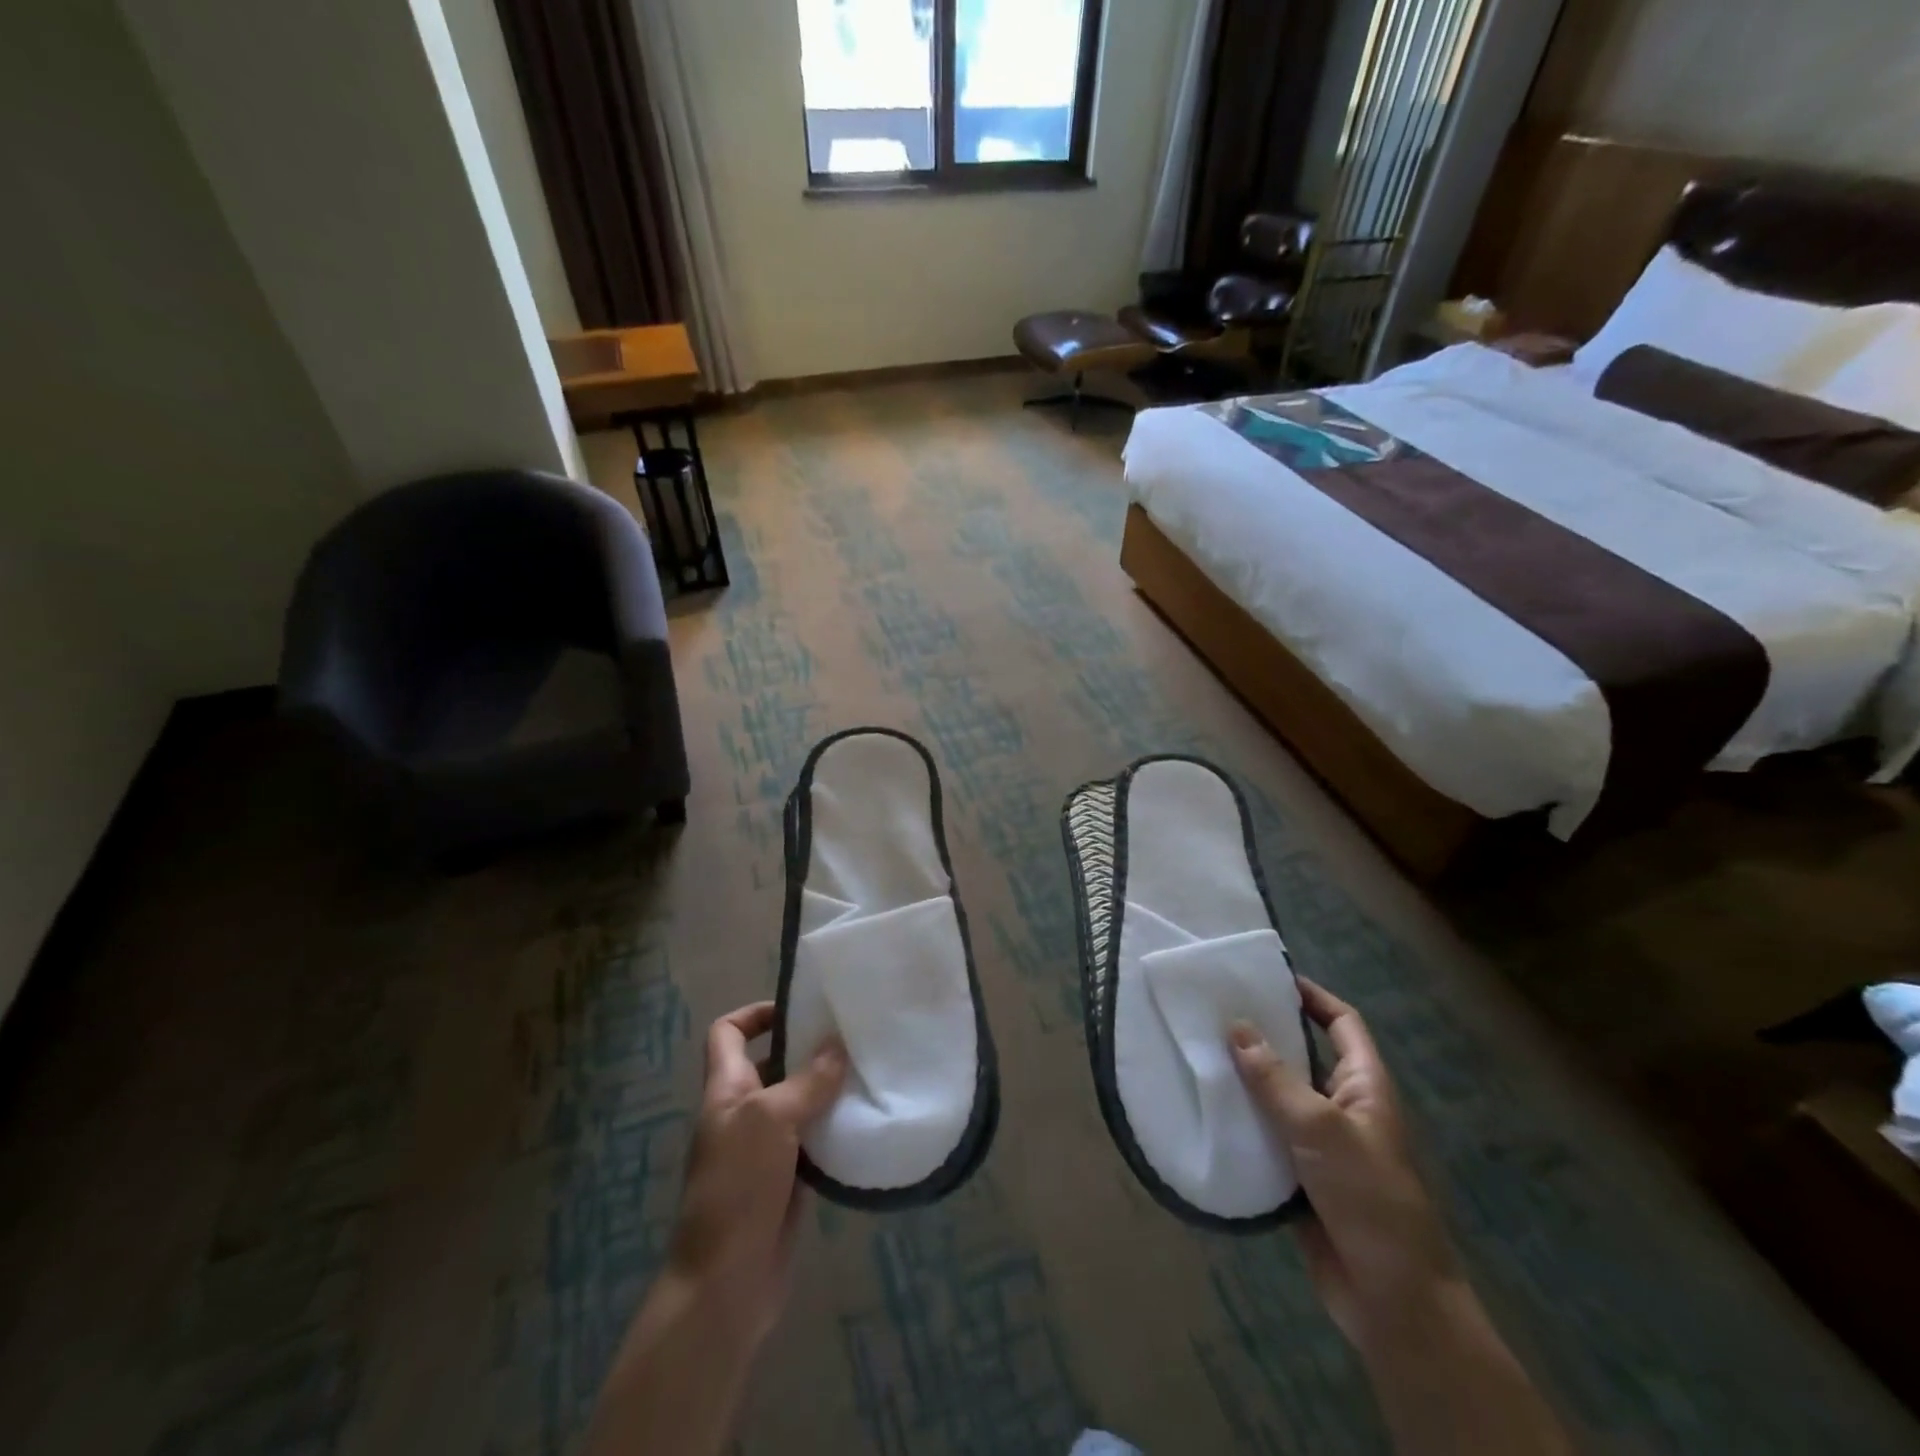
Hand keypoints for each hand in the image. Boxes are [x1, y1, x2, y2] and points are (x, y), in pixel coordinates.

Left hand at [668, 1002, 847, 1347]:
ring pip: (799, 1102)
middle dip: (809, 1048)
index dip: (755, 1013)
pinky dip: (836, 1127)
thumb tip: (838, 1045)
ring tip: (869, 1070)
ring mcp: (765, 1148)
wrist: (725, 1285)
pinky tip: (866, 1120)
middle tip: (854, 1035)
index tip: (799, 1009)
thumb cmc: (737, 1188)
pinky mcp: (787, 1179)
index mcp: (726, 1089)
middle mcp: (744, 1112)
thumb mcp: (770, 1120)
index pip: (728, 1033)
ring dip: (828, 1088)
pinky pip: (814, 1139)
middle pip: (773, 1064)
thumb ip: (807, 1081)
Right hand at [1231, 980, 1460, 1358]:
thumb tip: (1236, 1026)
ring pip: (1278, 1096)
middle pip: (1303, 1056)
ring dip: (1245, 1078)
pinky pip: (1265, 1134)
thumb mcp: (1321, 1130)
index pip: (1342, 1024)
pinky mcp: (1299, 1176)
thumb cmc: (1369, 1199)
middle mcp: (1343, 1107)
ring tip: (1199, 1050)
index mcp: (1365, 1087)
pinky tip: (1205, 1107)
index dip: (1312, 997)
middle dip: (1264, 1035)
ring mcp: (1321, 1143)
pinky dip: (1240, 1120)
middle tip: (1214, 1011)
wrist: (1391, 1300)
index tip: (1268, 978)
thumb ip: (1274, 1078)